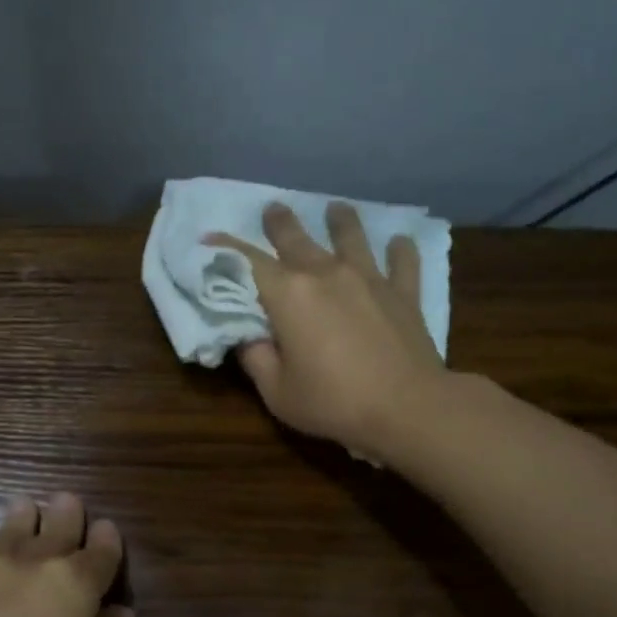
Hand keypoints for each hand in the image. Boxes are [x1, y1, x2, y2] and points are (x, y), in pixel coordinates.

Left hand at [0, 494, 133, 616]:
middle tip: (66, 503)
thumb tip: (115, 614)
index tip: (106, 534)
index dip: (106, 543)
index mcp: (72, 588)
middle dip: (65, 516)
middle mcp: (23, 565)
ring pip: (4, 533)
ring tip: (24, 511)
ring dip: (21, 524)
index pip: (99, 552)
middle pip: (52, 526)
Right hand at [207, 202, 445, 458]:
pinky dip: (400, 250)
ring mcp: (369, 279)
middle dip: (280, 223)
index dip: (226, 249)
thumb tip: (247, 335)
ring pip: (351, 238)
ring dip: (340, 221)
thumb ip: (256, 358)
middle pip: (297, 239)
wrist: (407, 408)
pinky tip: (400, 242)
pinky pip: (402, 262)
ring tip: (336, 209)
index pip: (248, 263)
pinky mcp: (403, 293)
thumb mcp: (277, 392)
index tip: (209, 239)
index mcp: (289, 295)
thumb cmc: (334, 402)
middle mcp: (326, 274)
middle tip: (273, 209)